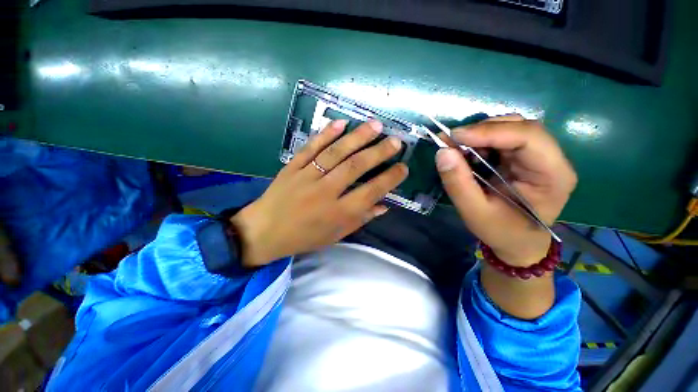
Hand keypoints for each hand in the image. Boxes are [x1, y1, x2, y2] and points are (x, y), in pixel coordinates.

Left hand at [232, 120, 407, 267]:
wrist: (264, 232)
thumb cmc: (304, 237)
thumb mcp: (336, 235)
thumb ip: (361, 219)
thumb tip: (384, 205)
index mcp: (338, 213)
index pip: (371, 192)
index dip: (389, 179)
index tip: (403, 167)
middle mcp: (325, 193)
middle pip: (355, 167)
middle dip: (379, 152)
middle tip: (396, 141)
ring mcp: (307, 177)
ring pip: (335, 153)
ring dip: (357, 137)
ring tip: (375, 125)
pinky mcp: (292, 167)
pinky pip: (311, 148)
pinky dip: (326, 134)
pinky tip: (341, 122)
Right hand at [435, 115, 576, 266]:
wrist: (517, 242)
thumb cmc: (501, 231)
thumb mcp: (474, 212)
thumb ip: (458, 183)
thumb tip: (443, 152)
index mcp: (552, 176)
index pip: (528, 137)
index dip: (489, 131)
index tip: (454, 137)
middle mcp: (552, 159)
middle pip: (520, 127)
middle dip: (482, 130)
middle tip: (450, 140)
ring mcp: (540, 156)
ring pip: (511, 128)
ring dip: (480, 134)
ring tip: (455, 146)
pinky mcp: (525, 157)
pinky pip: (503, 138)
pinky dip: (480, 140)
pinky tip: (467, 151)